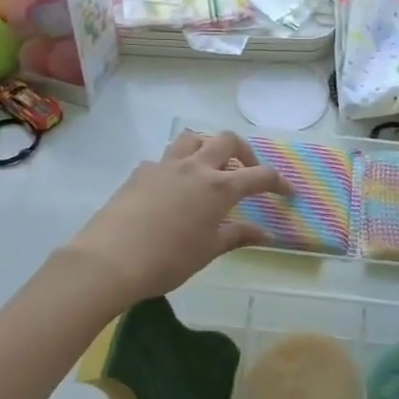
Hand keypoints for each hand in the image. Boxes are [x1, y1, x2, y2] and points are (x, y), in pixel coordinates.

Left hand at [65, 130, 287, 304]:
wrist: (110, 259)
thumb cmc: (167, 260)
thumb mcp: (208, 250)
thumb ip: (237, 235)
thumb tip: (265, 234)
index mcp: (218, 187)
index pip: (259, 176)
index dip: (278, 182)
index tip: (288, 192)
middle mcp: (195, 167)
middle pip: (227, 140)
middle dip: (244, 152)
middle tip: (247, 171)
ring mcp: (165, 165)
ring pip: (193, 138)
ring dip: (208, 146)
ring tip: (210, 167)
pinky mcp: (141, 171)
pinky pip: (166, 158)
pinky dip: (178, 165)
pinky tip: (173, 188)